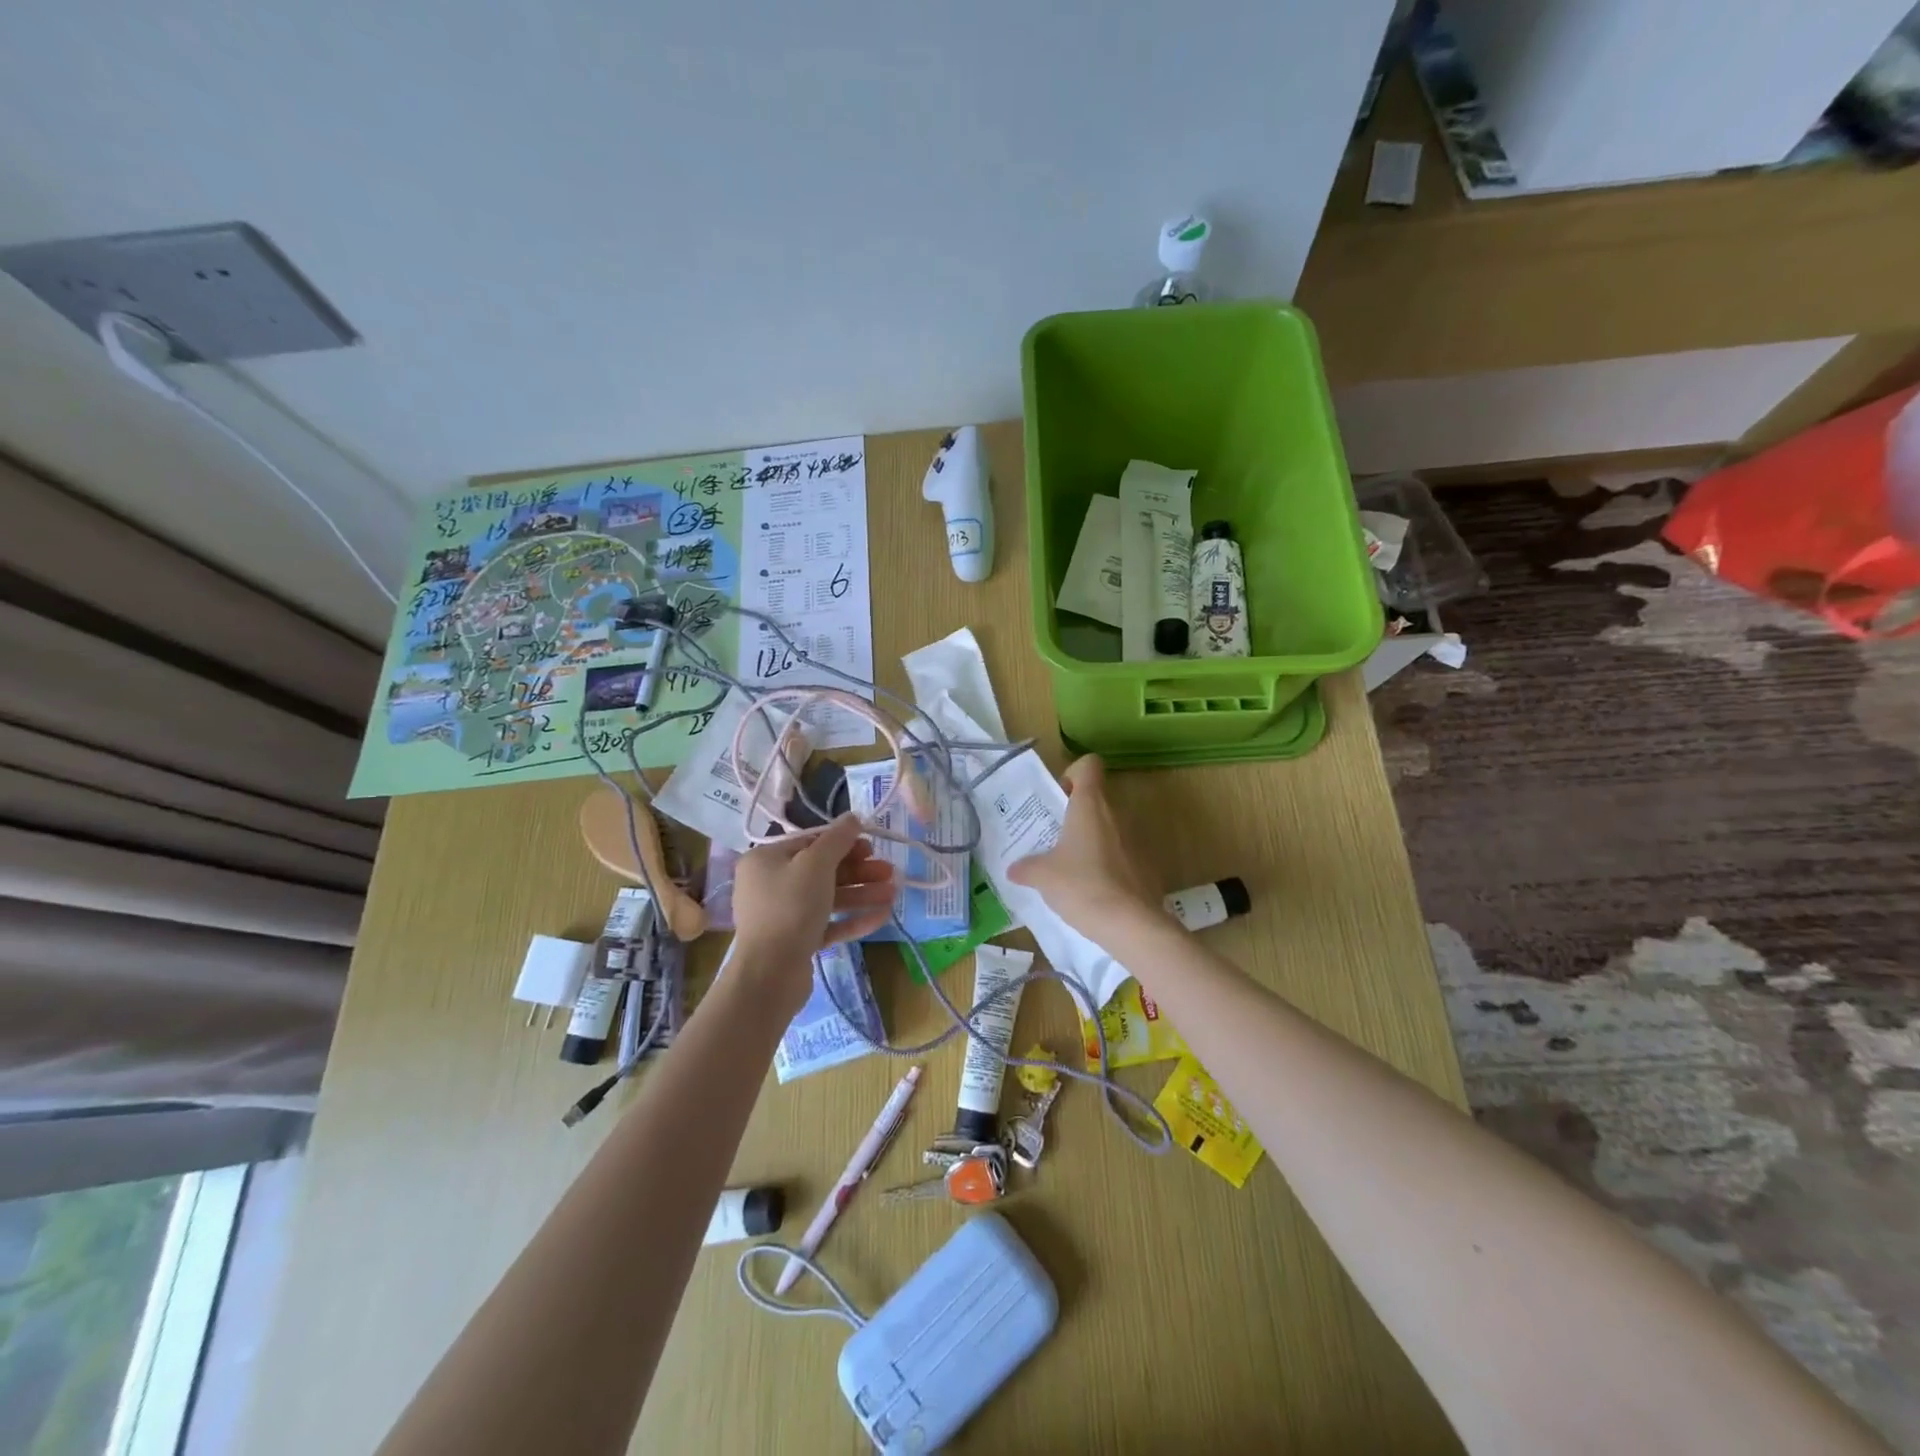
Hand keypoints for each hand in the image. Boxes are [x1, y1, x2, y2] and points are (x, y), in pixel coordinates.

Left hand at [731, 814, 895, 986]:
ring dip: (862, 894)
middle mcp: (770, 884)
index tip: (872, 846)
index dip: (843, 842)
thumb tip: (853, 817)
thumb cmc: (790, 907)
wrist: (770, 974)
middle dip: (859, 871)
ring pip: (829, 898)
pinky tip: (882, 916)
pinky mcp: (796, 942)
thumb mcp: (816, 864)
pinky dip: (853, 919)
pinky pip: (828, 924)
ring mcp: (783, 915)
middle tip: (889, 871)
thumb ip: (837, 839)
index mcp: (766, 860)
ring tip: (893, 893)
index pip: (810, 842)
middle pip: (822, 871)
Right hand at [1007, 756, 1159, 932]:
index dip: (1072, 774)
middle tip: (1055, 839)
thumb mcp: (1043, 876)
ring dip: (1091, 840)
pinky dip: (1108, 864)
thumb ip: (1026, 868)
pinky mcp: (1146, 864)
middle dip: (1075, 814)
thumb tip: (1014, 869)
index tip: (1058, 799)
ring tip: (1072, 868)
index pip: (1089, 764)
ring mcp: (1135, 839)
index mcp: (1090, 805)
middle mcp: (1116, 814)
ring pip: (1109, 827)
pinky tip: (1094, 890)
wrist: (1131, 924)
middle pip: (1096, 798)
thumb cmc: (1082, 886)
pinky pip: (1122, 854)